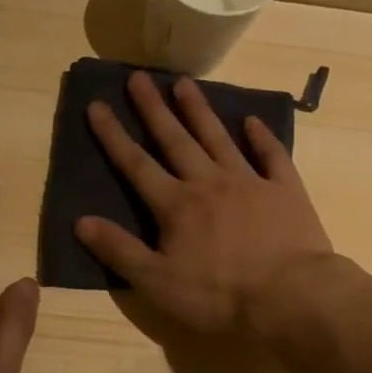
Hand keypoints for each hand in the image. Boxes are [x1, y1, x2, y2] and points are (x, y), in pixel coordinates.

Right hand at [75, 73, 334, 334]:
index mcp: (176, 205)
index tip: (97, 105)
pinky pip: (271, 155)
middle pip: (175, 140)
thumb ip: (119, 250)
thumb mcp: (157, 281)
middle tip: (138, 76)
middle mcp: (208, 183)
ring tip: (184, 82)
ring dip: (199, 110)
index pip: (136, 164)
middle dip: (153, 108)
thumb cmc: (219, 295)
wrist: (291, 296)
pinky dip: (261, 136)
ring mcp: (249, 182)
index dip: (113, 135)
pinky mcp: (285, 190)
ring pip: (218, 138)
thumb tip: (80, 221)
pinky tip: (252, 121)